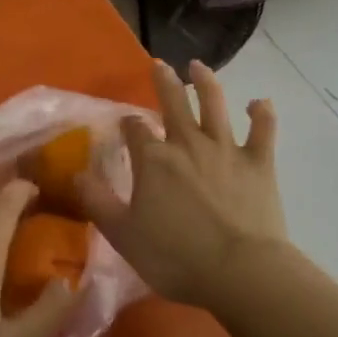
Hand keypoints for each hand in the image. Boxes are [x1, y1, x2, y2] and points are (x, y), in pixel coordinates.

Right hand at [82, 59, 286, 308]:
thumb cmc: (176, 257)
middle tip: (160, 64)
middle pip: (174, 103)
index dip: (128, 124)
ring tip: (199, 66)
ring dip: (206, 82)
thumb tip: (75, 174)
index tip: (125, 124)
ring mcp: (226, 149)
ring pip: (215, 105)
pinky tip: (259, 102)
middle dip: (164, 82)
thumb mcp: (123, 235)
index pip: (135, 130)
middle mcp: (188, 143)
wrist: (239, 272)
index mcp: (154, 160)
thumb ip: (98, 202)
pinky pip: (262, 131)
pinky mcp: (258, 163)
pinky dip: (262, 114)